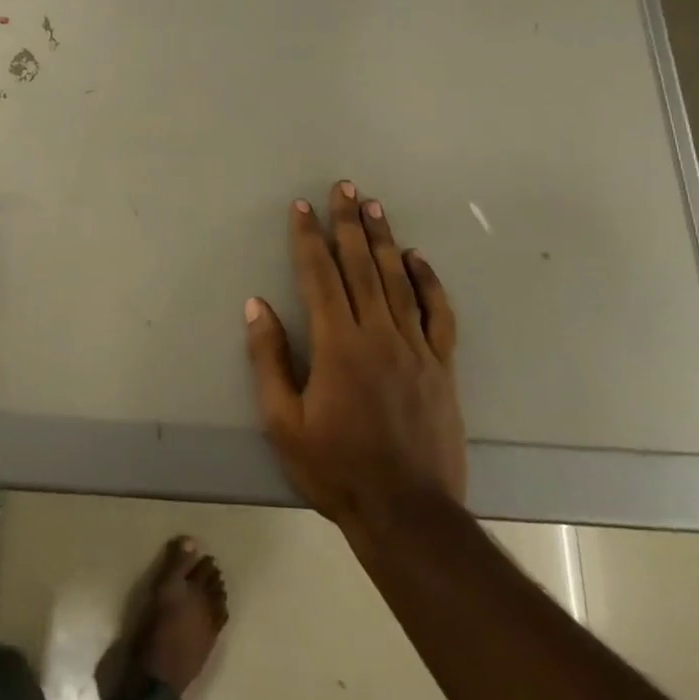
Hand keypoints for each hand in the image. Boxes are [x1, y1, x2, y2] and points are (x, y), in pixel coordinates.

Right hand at [244, 180, 466, 530]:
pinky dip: (428, 281)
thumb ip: (269, 359)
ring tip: (374, 205)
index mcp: (337, 345)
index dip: (308, 238)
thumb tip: (257, 305)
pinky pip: (437, 313)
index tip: (301, 207)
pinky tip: (417, 258)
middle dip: (348, 223)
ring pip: (397, 280)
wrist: (407, 512)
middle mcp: (378, 334)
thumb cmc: (335, 467)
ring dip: (383, 239)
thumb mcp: (283, 421)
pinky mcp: (441, 365)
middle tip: (344, 187)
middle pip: (360, 266)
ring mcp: (415, 347)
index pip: (319, 276)